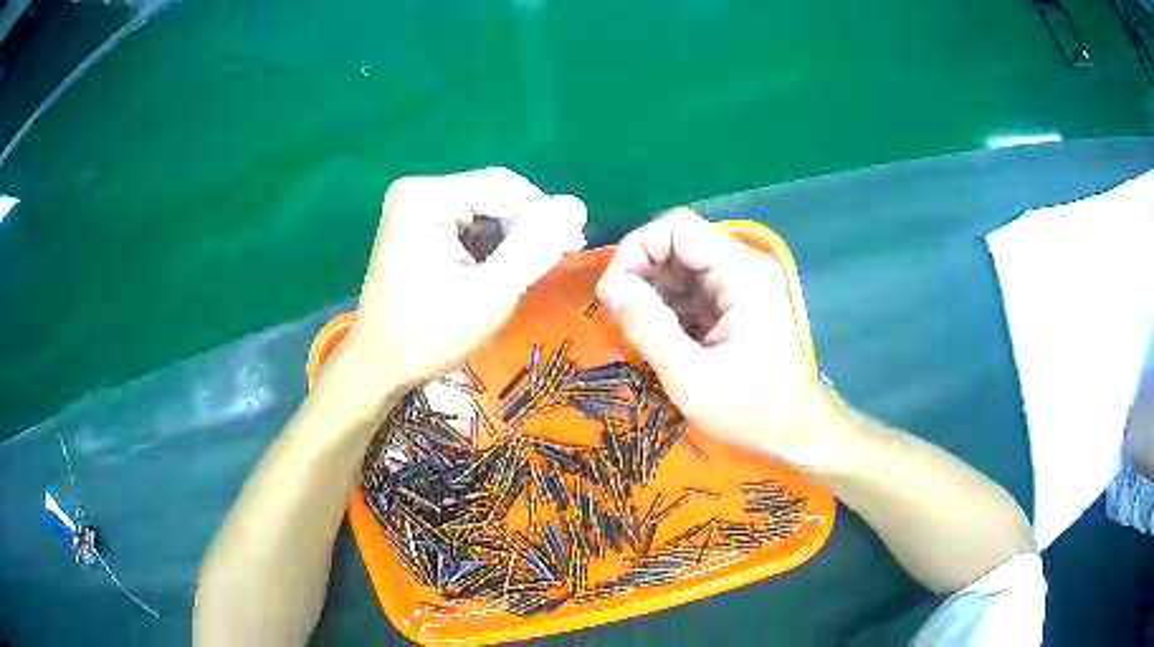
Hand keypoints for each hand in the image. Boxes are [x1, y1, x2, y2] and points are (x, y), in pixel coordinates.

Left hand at [329, 168, 586, 408]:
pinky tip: (500, 268)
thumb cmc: (430, 334)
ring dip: (510, 235)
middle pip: (492, 194)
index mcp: (428, 198)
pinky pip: (465, 222)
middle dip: (526, 225)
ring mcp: (413, 206)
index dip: (545, 212)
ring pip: (482, 208)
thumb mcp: (492, 291)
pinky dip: (488, 243)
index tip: (575, 243)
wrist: (379, 365)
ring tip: (528, 269)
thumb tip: (577, 206)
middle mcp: (417, 190)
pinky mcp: (415, 224)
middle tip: (555, 258)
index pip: (504, 187)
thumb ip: (536, 245)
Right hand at [597, 209, 846, 469]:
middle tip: (619, 316)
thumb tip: (609, 285)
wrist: (796, 430)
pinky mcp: (737, 303)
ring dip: (652, 292)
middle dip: (641, 273)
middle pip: (678, 243)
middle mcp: (744, 266)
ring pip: (682, 266)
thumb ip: (648, 327)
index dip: (637, 249)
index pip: (677, 228)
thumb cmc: (750, 409)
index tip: (612, 291)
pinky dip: (668, 306)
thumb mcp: (690, 376)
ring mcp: (742, 284)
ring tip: (637, 331)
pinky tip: (660, 338)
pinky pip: (693, 289)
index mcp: (741, 273)